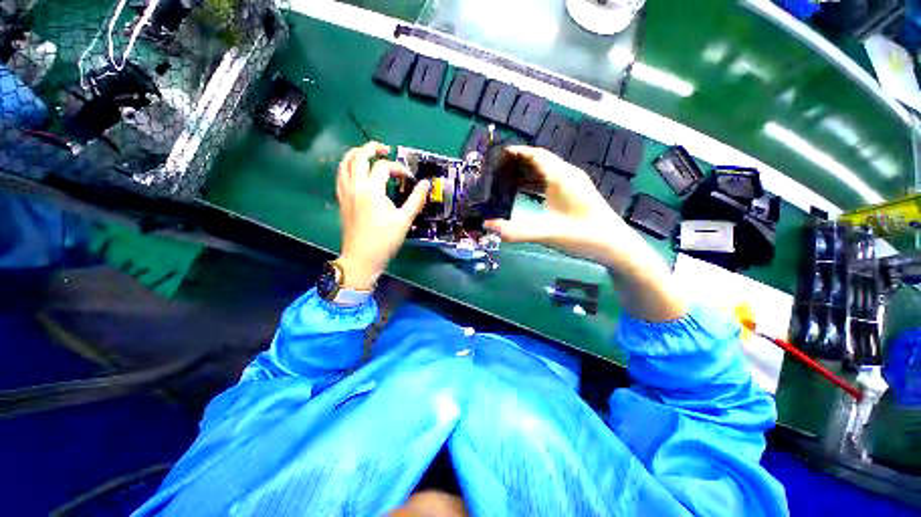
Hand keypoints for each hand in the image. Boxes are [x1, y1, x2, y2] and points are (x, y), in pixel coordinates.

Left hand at [336, 142, 429, 289]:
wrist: (361, 258)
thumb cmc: (385, 240)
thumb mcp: (404, 220)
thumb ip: (416, 200)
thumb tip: (426, 184)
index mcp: (372, 190)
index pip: (384, 167)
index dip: (398, 168)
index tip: (408, 179)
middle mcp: (355, 186)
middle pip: (358, 156)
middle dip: (372, 148)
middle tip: (385, 149)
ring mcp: (345, 192)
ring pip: (344, 163)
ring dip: (356, 154)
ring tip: (368, 154)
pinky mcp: (341, 200)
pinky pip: (340, 176)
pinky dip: (348, 167)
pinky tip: (357, 172)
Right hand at [484, 145, 684, 321]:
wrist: (616, 246)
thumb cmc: (584, 236)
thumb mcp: (547, 234)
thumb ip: (516, 230)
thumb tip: (487, 225)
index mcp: (562, 177)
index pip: (536, 155)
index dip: (517, 152)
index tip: (497, 155)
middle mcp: (568, 176)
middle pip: (540, 161)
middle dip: (518, 163)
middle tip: (496, 171)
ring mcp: (573, 185)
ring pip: (545, 172)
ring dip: (526, 174)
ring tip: (505, 181)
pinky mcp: (575, 195)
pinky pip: (550, 182)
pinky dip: (535, 184)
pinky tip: (525, 193)